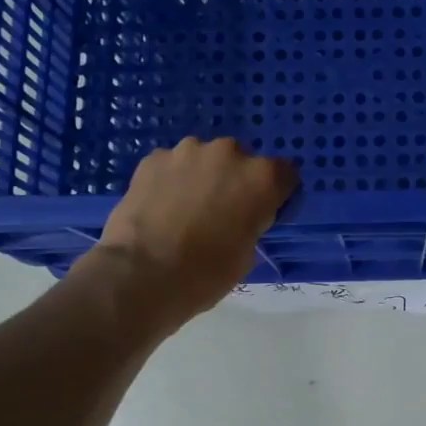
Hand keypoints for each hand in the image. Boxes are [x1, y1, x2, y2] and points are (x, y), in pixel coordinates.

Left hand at [94, 138, 297, 322]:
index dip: (275, 193)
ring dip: (201, 177)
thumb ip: (252, 222)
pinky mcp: (153, 158)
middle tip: (220, 211)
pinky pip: (172, 165)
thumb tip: (240, 216)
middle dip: (234, 181)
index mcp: (262, 177)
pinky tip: (160, 206)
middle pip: (241, 161)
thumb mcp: (247, 254)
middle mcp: (229, 153)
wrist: (140, 274)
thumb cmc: (205, 273)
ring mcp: (188, 151)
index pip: (285, 174)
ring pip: (204, 159)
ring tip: (185, 208)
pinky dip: (171, 180)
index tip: (263, 211)